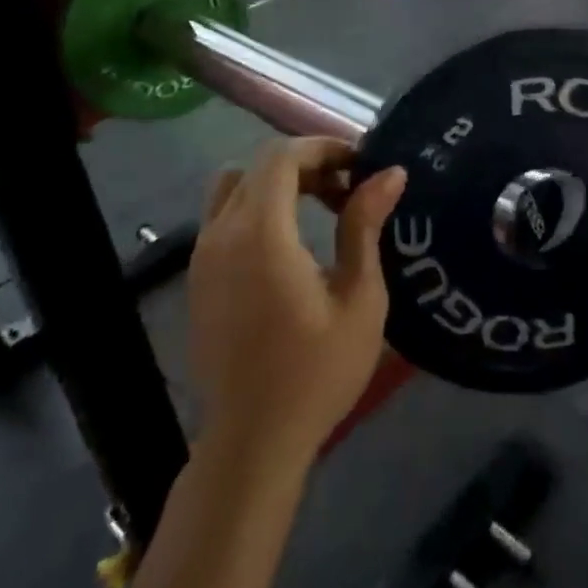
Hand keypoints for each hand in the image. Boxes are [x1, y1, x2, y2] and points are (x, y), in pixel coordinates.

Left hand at [188, 139, 406, 466]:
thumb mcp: (359, 297)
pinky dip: (257, 208)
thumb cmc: (317, 371)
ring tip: (319, 209)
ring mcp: (202, 256)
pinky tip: (290, 244)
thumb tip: (389, 173)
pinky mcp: (198, 278)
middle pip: (258, 166)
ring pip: (234, 187)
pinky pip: (223, 217)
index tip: (361, 166)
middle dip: (306, 163)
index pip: (282, 156)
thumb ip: (365, 225)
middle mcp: (221, 234)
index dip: (323, 147)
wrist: (254, 439)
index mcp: (261, 234)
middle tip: (348, 188)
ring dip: (277, 184)